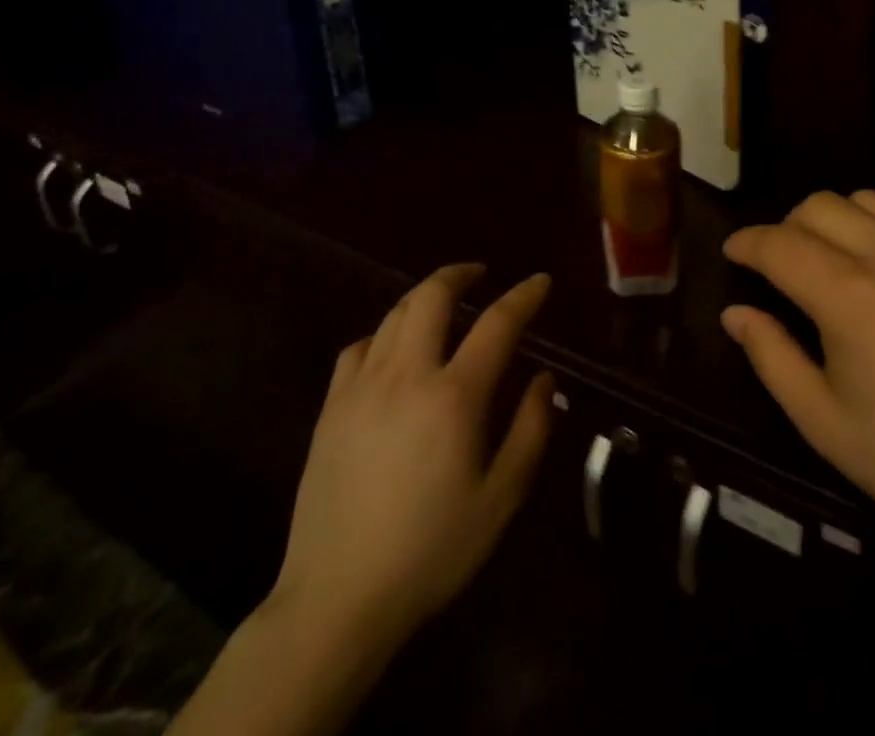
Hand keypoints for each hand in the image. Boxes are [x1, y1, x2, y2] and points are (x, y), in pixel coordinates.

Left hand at [267, 264, 555, 648]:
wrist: (337, 600)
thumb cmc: (430, 551)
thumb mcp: (500, 500)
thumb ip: (530, 431)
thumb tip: (544, 378)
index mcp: (454, 396)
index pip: (497, 323)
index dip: (523, 296)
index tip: (540, 281)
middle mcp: (406, 375)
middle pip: (432, 296)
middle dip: (460, 274)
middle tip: (481, 274)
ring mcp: (361, 387)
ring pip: (394, 314)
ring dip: (424, 297)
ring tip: (443, 302)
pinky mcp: (330, 407)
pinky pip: (358, 347)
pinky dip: (383, 334)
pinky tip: (392, 351)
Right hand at [722, 191, 874, 566]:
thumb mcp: (824, 422)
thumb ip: (771, 356)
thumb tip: (737, 312)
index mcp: (849, 298)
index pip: (780, 244)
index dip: (747, 243)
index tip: (732, 253)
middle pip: (818, 207)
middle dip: (785, 228)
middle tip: (777, 268)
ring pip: (861, 200)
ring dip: (829, 220)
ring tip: (826, 262)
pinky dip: (872, 227)